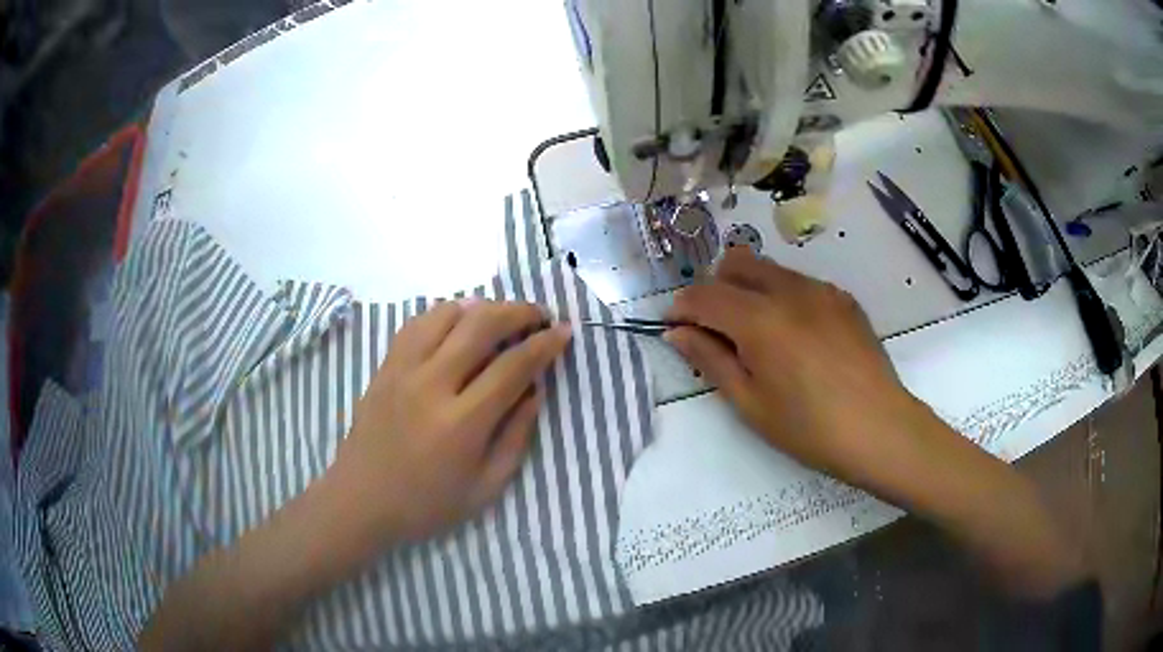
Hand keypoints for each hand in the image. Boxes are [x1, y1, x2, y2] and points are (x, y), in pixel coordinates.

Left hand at [330, 299, 571, 545]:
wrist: (360, 500)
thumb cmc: (427, 504)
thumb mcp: (486, 488)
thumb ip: (516, 436)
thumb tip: (535, 391)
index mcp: (462, 423)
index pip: (513, 366)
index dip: (545, 343)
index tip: (564, 330)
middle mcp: (432, 385)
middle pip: (481, 325)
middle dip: (519, 311)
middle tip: (540, 315)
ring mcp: (403, 370)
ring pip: (447, 314)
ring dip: (482, 307)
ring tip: (501, 317)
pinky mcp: (385, 367)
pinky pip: (417, 323)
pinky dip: (445, 314)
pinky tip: (458, 322)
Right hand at [665, 248, 932, 485]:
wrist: (878, 428)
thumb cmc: (808, 428)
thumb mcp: (750, 402)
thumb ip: (710, 360)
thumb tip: (677, 333)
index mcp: (760, 319)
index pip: (705, 295)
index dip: (682, 308)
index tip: (675, 328)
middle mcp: (789, 290)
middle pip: (736, 262)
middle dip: (715, 287)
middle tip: (716, 329)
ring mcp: (821, 289)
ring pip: (769, 268)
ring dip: (749, 289)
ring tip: (758, 334)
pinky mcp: (843, 298)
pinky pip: (800, 283)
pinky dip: (782, 297)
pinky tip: (796, 337)